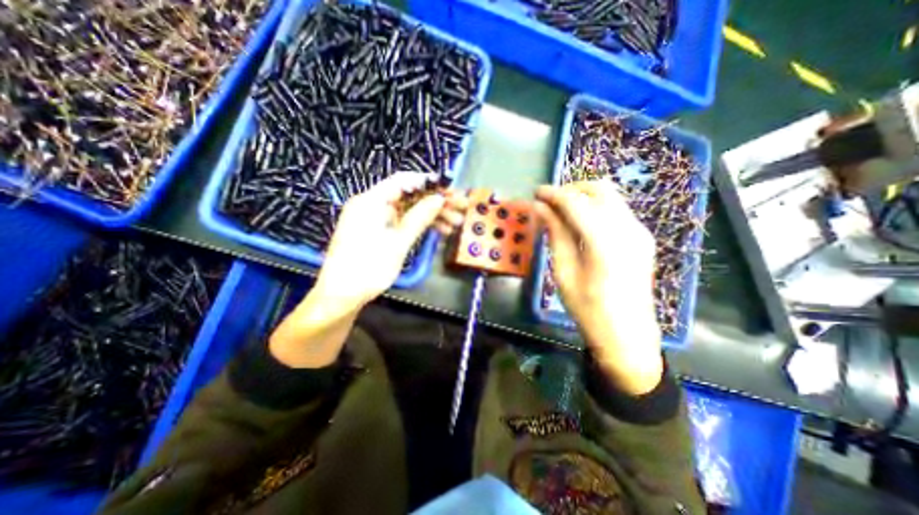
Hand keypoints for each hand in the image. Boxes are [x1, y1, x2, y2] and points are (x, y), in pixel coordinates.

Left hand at [270, 175, 463, 367]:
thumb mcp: (398, 242)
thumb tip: (439, 198)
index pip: (403, 181)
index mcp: (371, 201)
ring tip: (455, 223)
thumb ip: (419, 218)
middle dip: (435, 202)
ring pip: (408, 210)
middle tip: (460, 207)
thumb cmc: (368, 268)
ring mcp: (374, 219)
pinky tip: (439, 231)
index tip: (450, 189)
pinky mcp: (377, 232)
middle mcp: (371, 205)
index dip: (429, 182)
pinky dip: (419, 226)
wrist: (341, 297)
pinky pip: (401, 222)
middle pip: (408, 196)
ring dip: (431, 216)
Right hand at [536, 180, 665, 393]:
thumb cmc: (588, 307)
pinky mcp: (642, 237)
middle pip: (598, 189)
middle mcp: (627, 229)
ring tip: (561, 209)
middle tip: (549, 201)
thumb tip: (540, 208)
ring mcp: (639, 231)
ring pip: (610, 196)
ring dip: (583, 196)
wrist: (627, 333)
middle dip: (571, 189)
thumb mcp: (563, 271)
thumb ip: (555, 234)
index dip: (553, 193)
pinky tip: (580, 222)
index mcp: (605, 241)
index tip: (536, 192)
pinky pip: (617, 209)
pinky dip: (595, 207)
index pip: (575, 202)